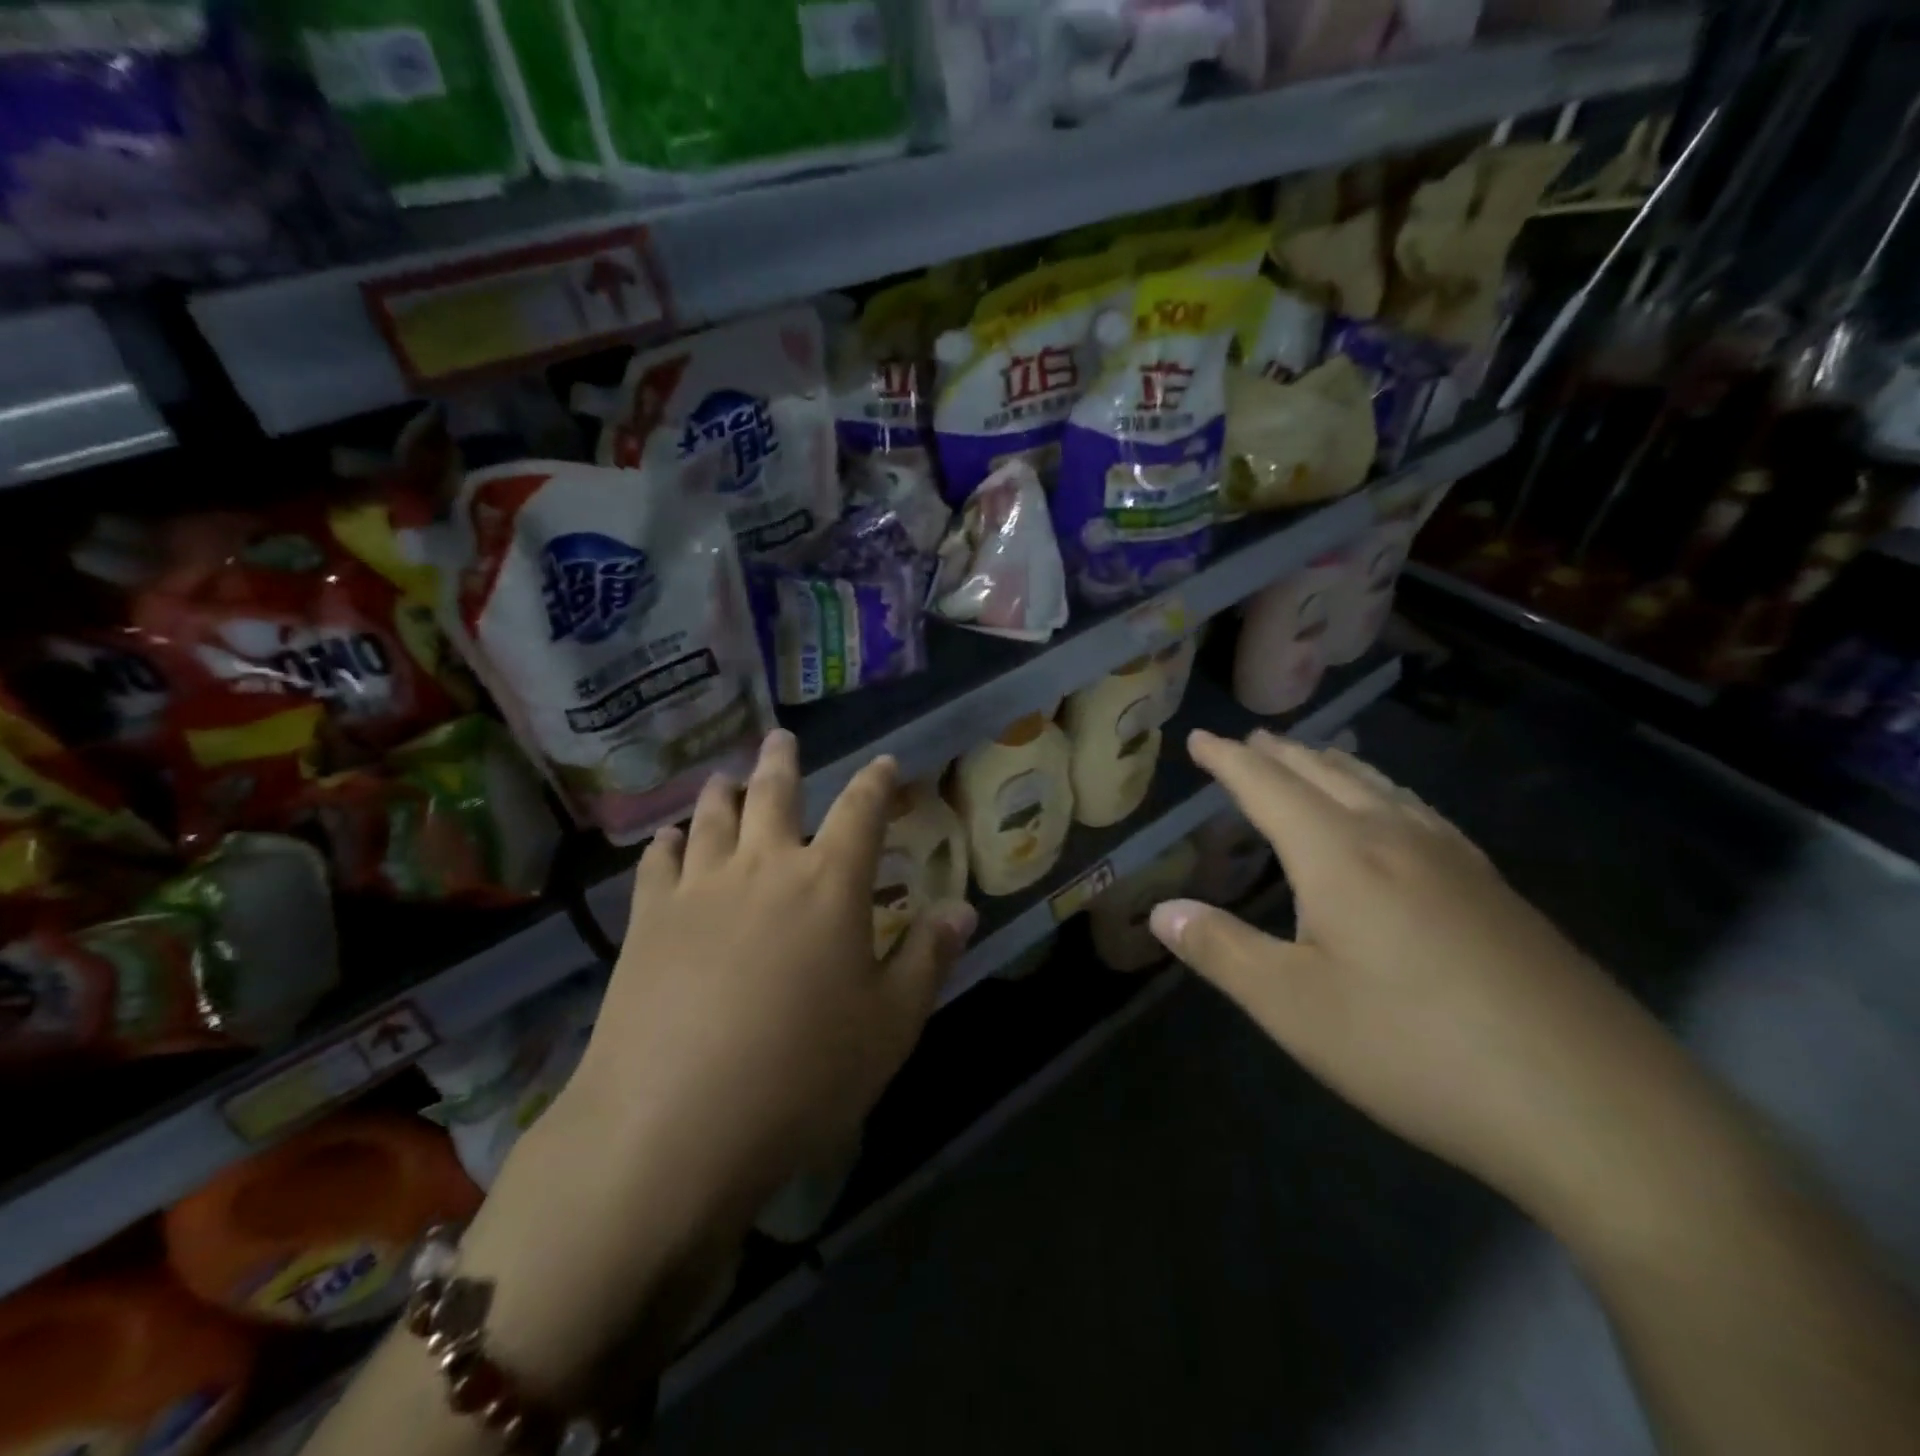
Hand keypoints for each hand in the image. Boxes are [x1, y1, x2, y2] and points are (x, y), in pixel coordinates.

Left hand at [459, 732, 974, 1396]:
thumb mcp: (890, 1026)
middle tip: (780, 737)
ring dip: (723, 791)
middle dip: (782, 762)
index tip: (885, 763)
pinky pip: (658, 863)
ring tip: (725, 775)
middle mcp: (765, 867)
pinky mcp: (647, 920)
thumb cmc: (802, 1076)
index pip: (862, 811)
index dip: (877, 782)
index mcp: (830, 884)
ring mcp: (699, 888)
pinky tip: (668, 838)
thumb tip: (963, 908)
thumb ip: (928, 958)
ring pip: (713, 818)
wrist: (674, 1125)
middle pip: (774, 794)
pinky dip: (667, 842)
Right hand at [1151, 729, 1719, 1226]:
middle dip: (1282, 753)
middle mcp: (1397, 839)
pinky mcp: (1497, 891)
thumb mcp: (1294, 1008)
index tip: (1200, 737)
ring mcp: (1457, 861)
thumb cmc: (1416, 1050)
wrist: (1596, 1108)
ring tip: (1314, 756)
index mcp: (1340, 856)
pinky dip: (1386, 793)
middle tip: (1250, 739)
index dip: (1228, 760)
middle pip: (1328, 774)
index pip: (1268, 787)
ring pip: (1381, 788)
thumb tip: (1161, 910)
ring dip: (1336, 765)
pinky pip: (1422, 812)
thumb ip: (1221, 951)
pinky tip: (1398, 814)